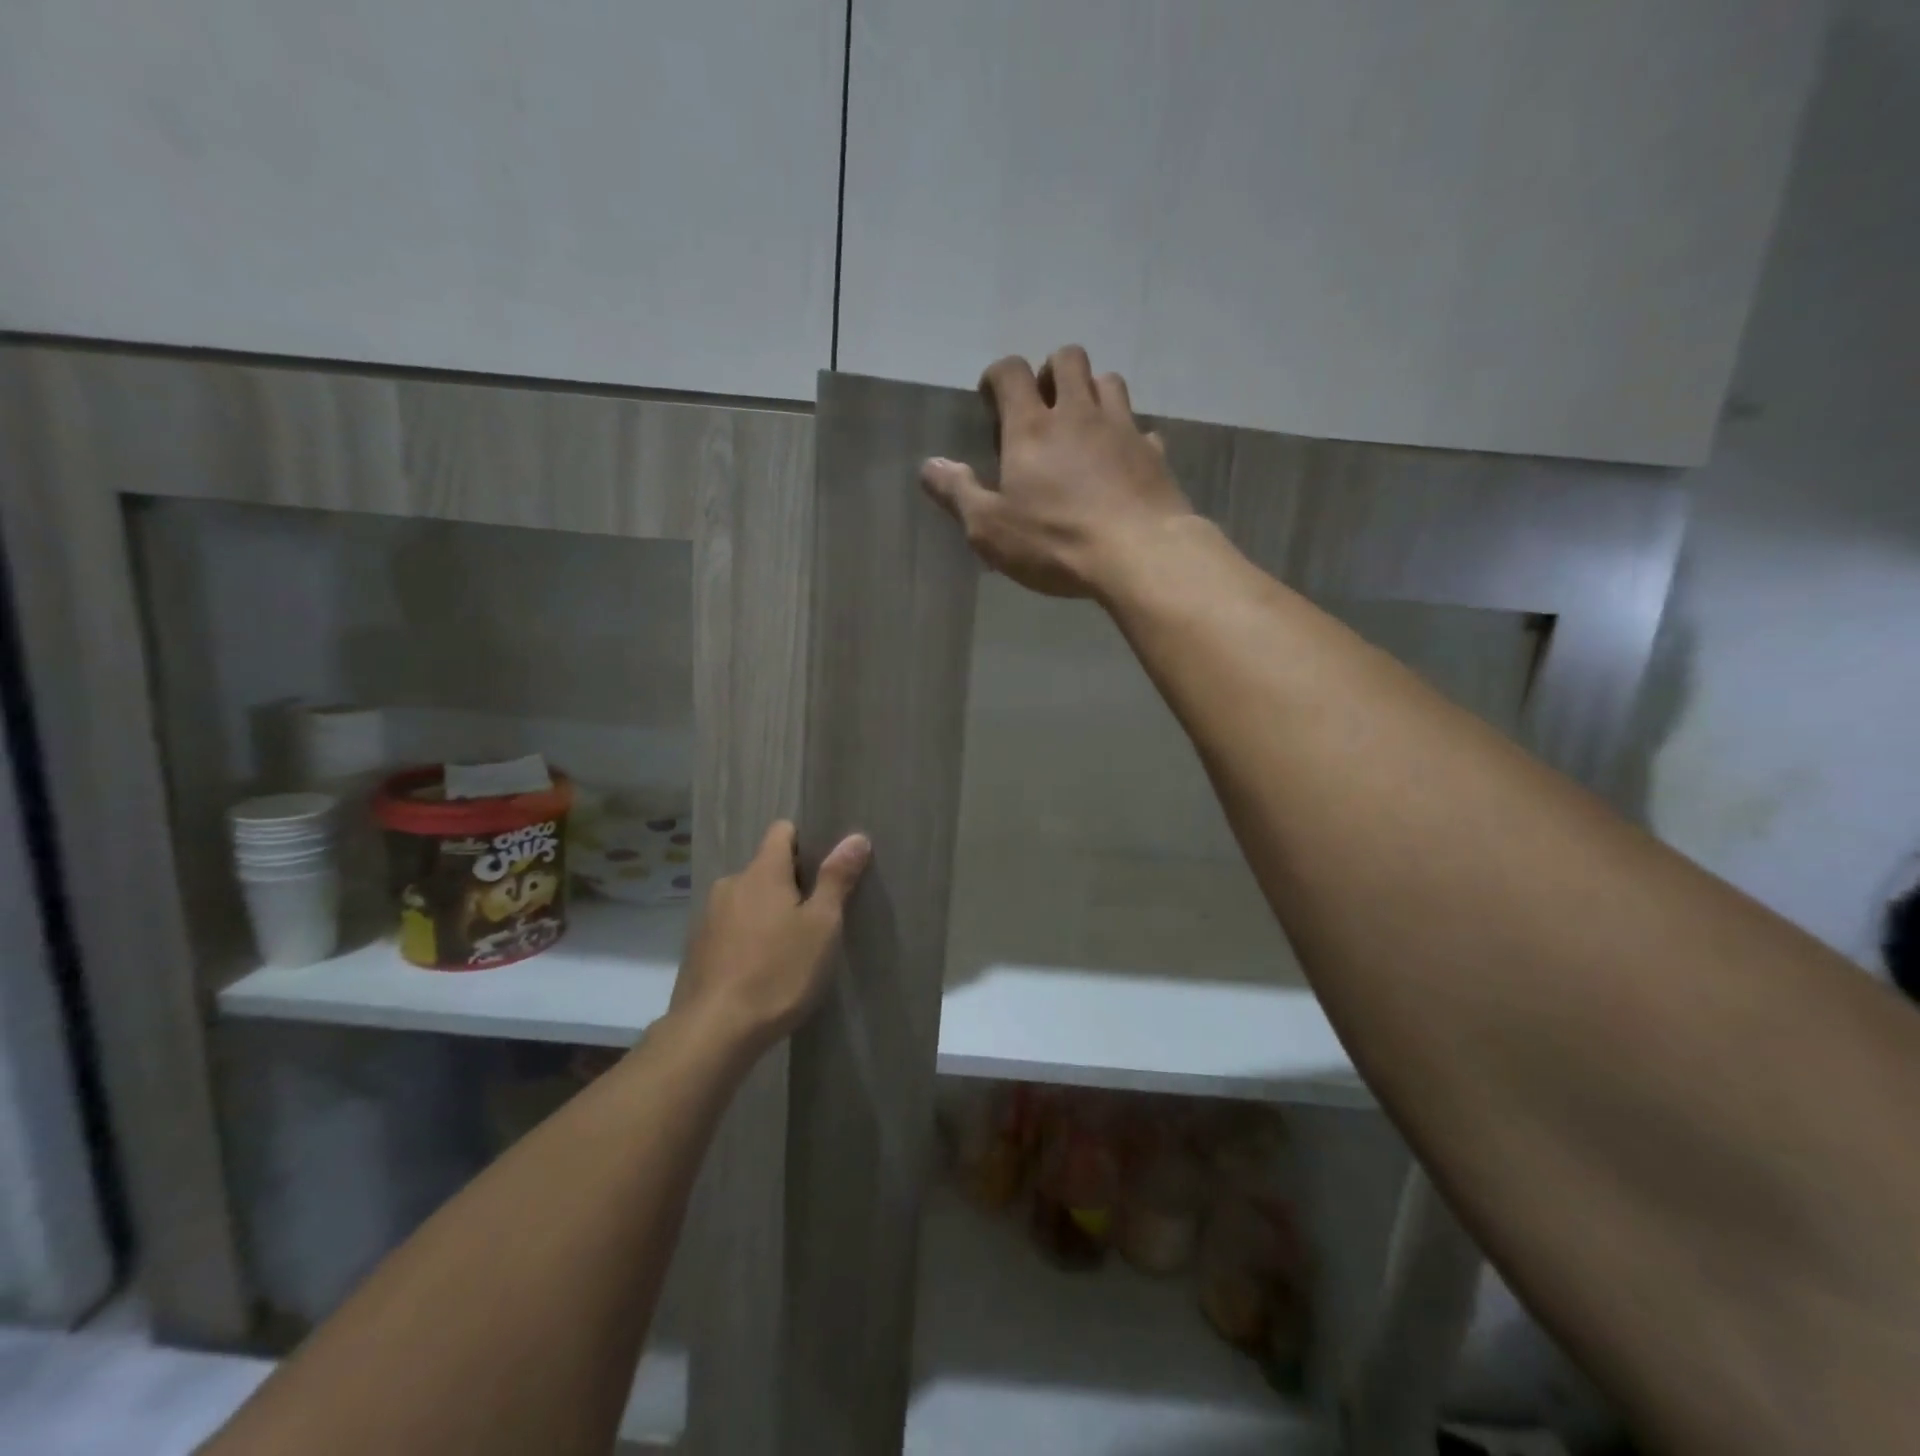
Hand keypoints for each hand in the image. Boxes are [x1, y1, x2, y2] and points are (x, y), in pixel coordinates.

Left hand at [668, 820, 870, 1056]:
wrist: (713, 1032)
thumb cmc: (778, 972)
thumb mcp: (822, 926)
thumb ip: (837, 879)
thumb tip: (856, 837)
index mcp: (762, 872)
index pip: (782, 831)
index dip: (805, 842)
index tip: (824, 869)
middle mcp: (730, 884)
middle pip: (765, 868)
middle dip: (789, 884)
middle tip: (815, 918)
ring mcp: (708, 917)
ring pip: (746, 900)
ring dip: (767, 913)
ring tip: (788, 949)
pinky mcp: (696, 949)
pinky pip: (730, 928)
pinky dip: (746, 938)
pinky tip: (760, 970)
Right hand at [919, 345, 1193, 598]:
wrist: (1138, 554)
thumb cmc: (1056, 542)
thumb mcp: (990, 529)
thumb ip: (958, 493)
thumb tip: (930, 465)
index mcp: (1031, 428)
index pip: (1011, 372)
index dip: (998, 375)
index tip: (992, 398)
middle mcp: (1078, 414)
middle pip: (1068, 359)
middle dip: (1051, 371)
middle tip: (1043, 404)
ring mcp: (1122, 428)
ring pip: (1109, 381)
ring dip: (1092, 392)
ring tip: (1082, 424)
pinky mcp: (1154, 453)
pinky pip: (1141, 428)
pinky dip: (1128, 436)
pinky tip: (1121, 461)